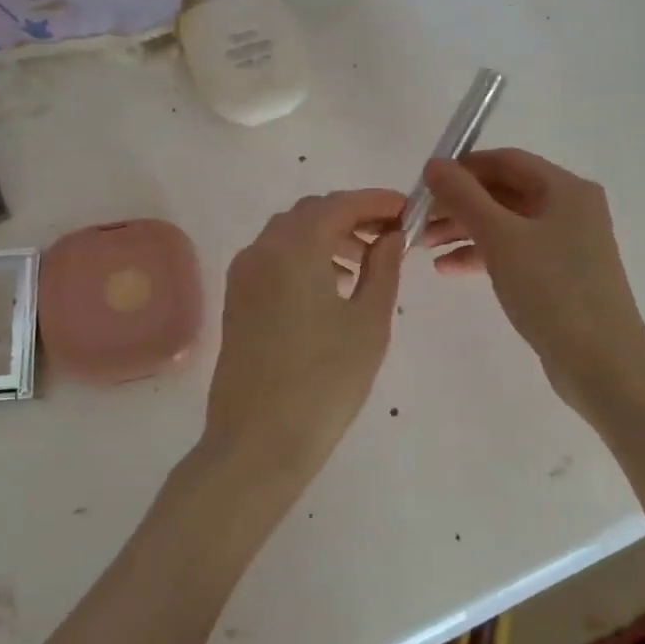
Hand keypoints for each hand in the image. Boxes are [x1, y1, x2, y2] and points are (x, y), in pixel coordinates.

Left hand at [199, 189, 405, 499]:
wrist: (258, 441)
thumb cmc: (324, 381)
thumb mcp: (368, 323)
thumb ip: (383, 268)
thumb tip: (391, 236)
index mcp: (294, 248)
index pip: (339, 204)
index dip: (376, 202)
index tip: (407, 211)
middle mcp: (261, 250)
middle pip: (310, 213)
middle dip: (352, 217)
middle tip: (390, 237)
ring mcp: (243, 275)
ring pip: (289, 235)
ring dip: (328, 237)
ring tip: (364, 265)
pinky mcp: (236, 300)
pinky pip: (273, 259)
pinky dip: (304, 258)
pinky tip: (331, 288)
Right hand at [423, 149, 644, 404]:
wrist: (601, 362)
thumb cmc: (552, 289)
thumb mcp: (501, 237)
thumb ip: (464, 197)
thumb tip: (434, 164)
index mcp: (565, 189)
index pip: (506, 161)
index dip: (463, 167)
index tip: (424, 184)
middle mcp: (570, 209)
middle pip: (504, 192)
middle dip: (459, 204)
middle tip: (418, 220)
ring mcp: (567, 244)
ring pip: (506, 224)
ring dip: (464, 230)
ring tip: (424, 246)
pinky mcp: (560, 276)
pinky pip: (514, 253)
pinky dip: (482, 255)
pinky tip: (448, 269)